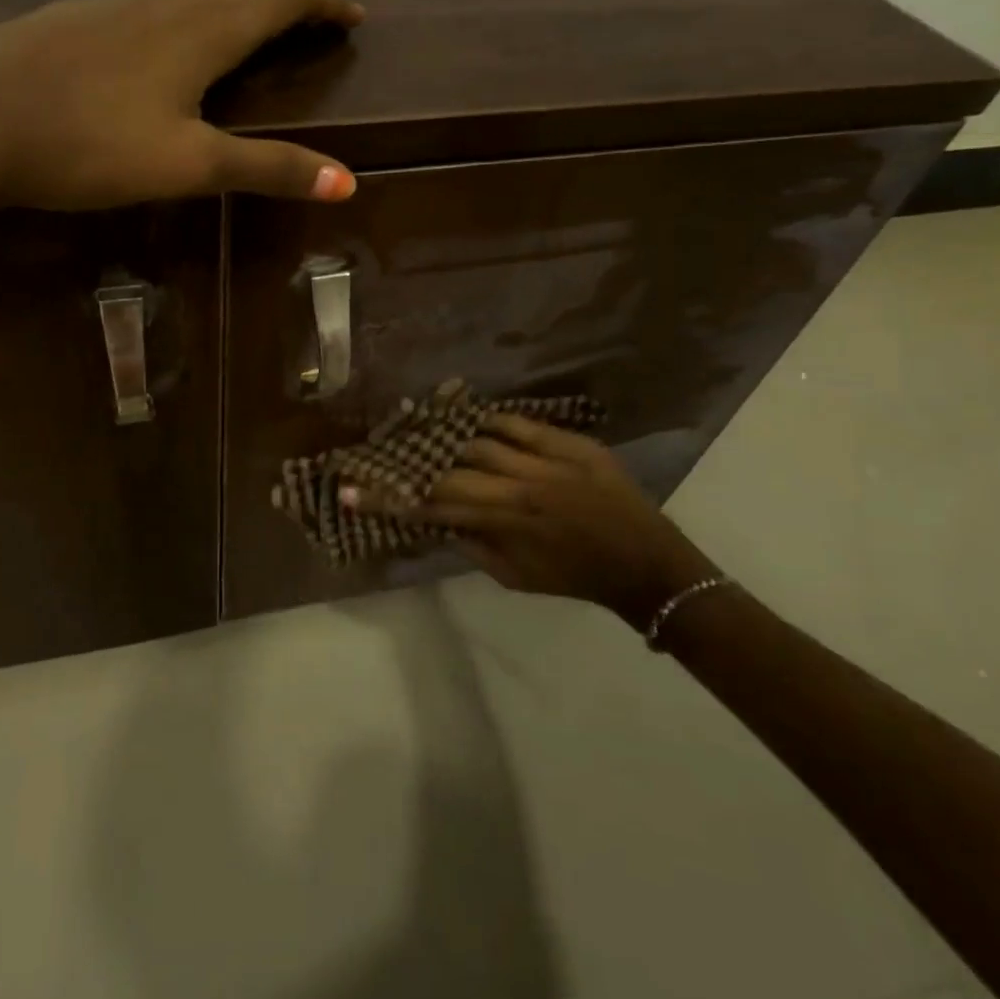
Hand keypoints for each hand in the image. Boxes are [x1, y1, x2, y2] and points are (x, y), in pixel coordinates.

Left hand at [0, 0, 363, 229]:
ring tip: (268, 18)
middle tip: (325, 3)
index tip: (354, 16)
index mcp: (204, 27)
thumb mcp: (187, 165)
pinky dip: (206, 2)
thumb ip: (267, 169)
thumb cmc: (87, 145)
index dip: (326, 0)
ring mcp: (122, 1)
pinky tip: (185, 36)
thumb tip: (347, 182)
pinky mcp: (86, 15)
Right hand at [407, 414, 721, 630]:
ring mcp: (549, 460)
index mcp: (507, 524)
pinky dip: (492, 421)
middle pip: (451, 466)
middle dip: (411, 462)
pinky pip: (521, 423)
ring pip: (482, 438)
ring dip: (449, 436)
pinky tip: (473, 419)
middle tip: (382, 451)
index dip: (392, 498)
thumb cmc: (576, 579)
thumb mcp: (516, 578)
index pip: (436, 505)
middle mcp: (522, 486)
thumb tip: (436, 518)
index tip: (353, 490)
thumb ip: (472, 546)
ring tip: (424, 430)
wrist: (646, 564)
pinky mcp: (573, 443)